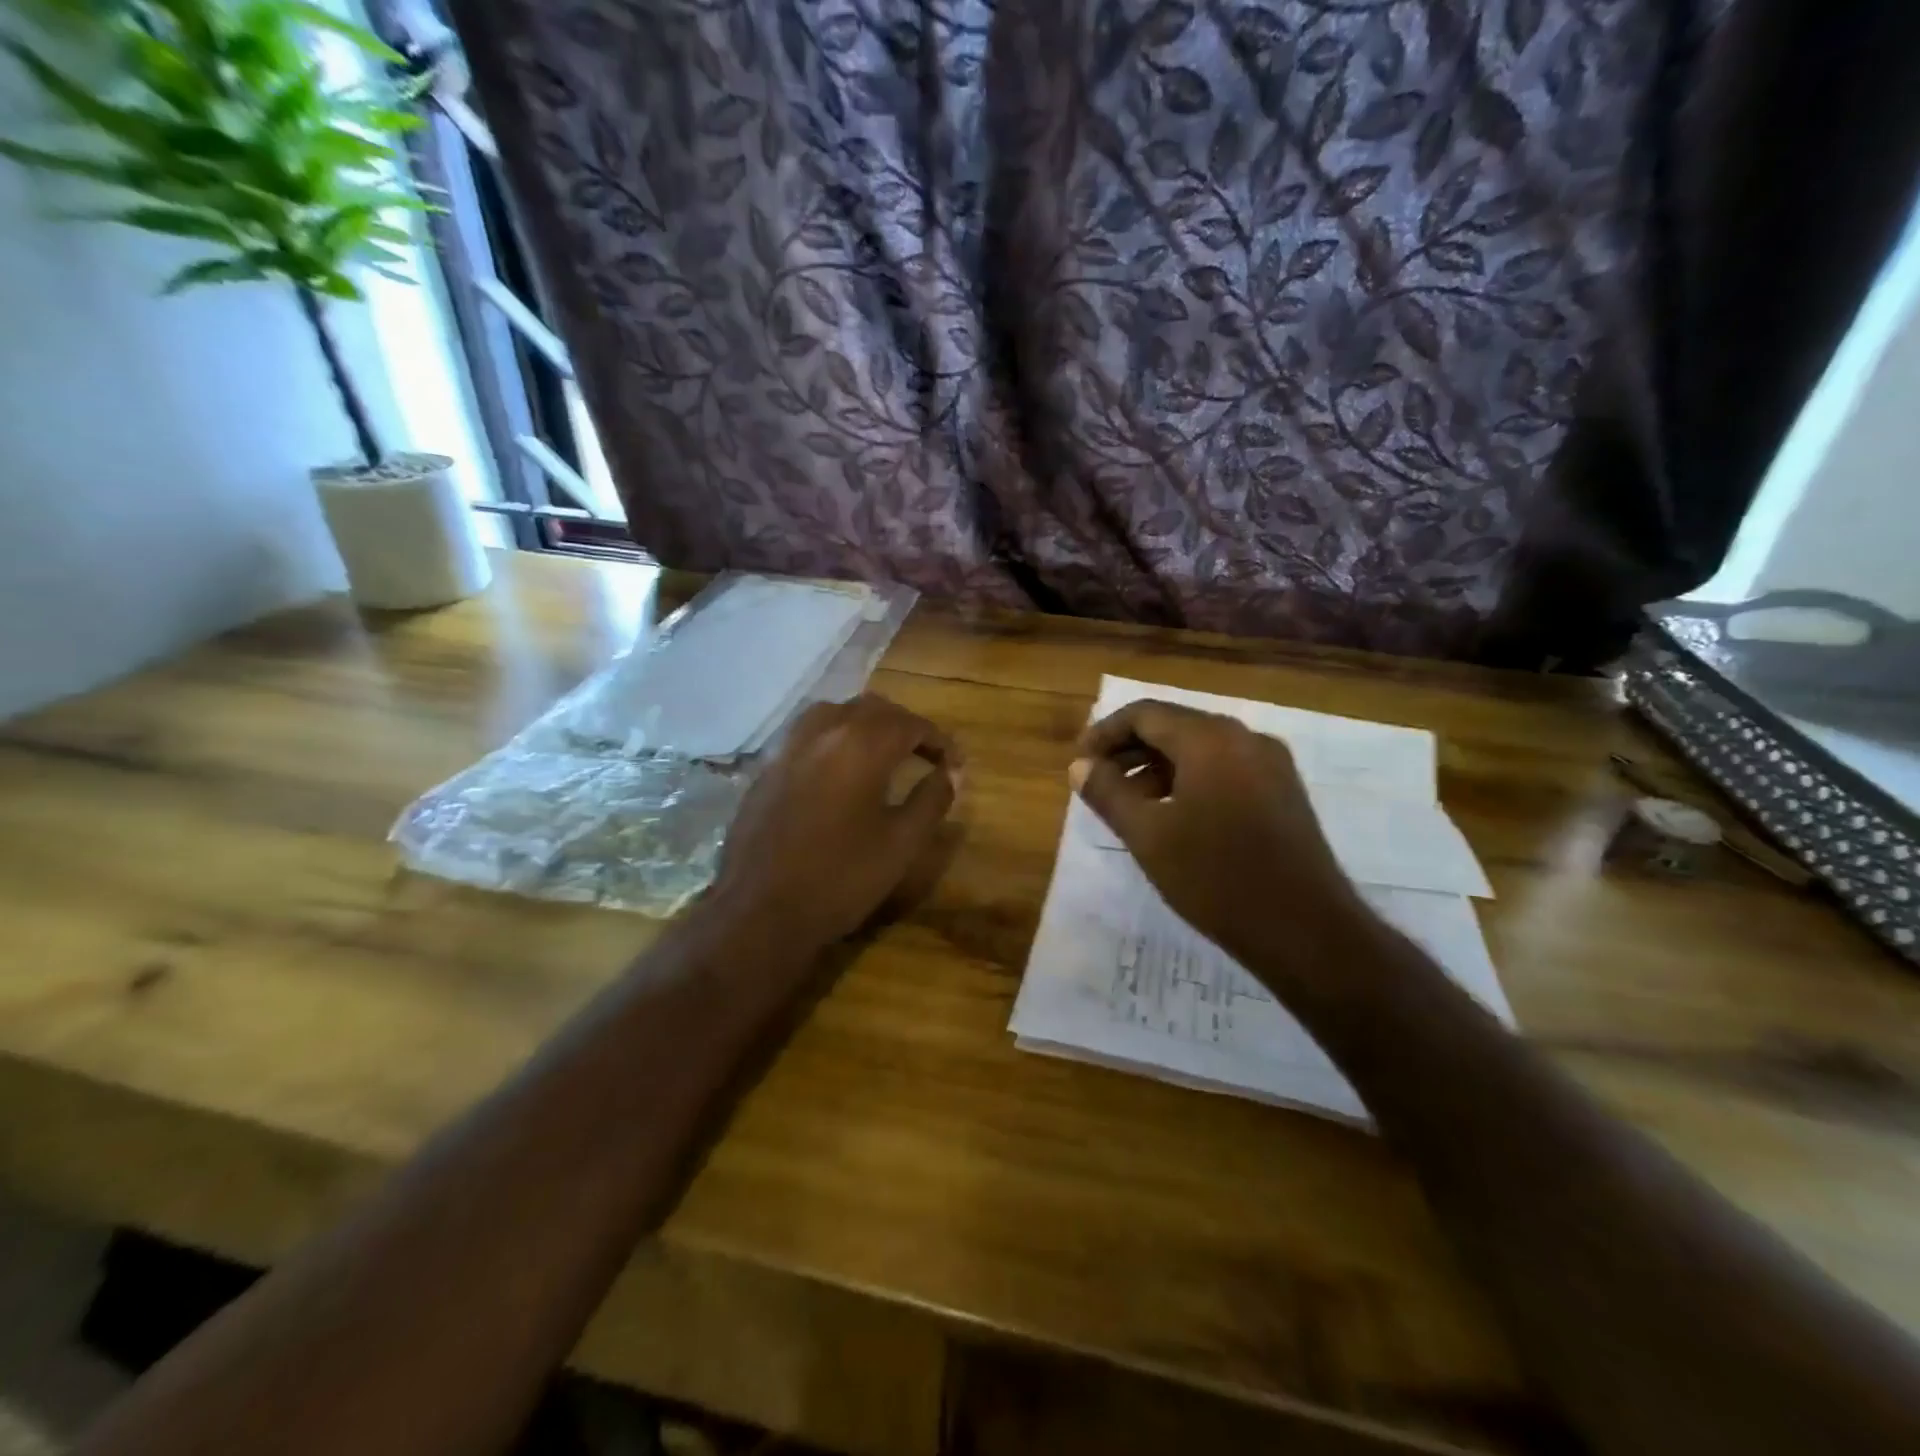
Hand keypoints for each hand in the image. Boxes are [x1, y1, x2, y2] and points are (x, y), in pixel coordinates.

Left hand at [708, 694, 962, 946]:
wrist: (761, 911)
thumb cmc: (841, 878)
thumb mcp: (901, 843)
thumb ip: (932, 799)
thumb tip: (951, 772)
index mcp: (860, 745)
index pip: (910, 724)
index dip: (939, 741)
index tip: (955, 765)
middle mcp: (823, 732)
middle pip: (872, 709)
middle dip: (904, 726)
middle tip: (925, 755)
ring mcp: (788, 748)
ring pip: (835, 713)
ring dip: (866, 725)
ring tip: (883, 754)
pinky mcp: (767, 769)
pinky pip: (807, 735)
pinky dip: (834, 739)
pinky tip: (840, 772)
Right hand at [1070, 700, 1366, 978]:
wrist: (1306, 931)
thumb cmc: (1216, 878)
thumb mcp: (1148, 835)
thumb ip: (1107, 793)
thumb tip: (1080, 766)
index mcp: (1210, 739)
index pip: (1144, 714)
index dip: (1104, 734)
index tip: (1079, 764)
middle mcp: (1244, 738)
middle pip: (1174, 727)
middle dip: (1130, 752)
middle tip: (1097, 784)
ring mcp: (1271, 764)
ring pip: (1200, 750)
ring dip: (1158, 769)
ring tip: (1129, 807)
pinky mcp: (1284, 793)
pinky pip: (1225, 770)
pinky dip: (1190, 782)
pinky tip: (1173, 819)